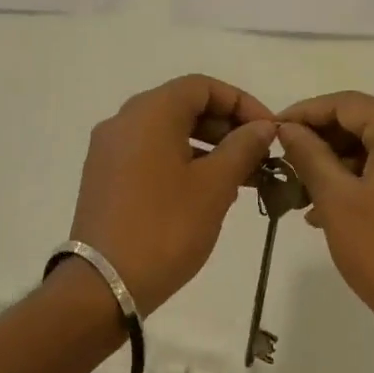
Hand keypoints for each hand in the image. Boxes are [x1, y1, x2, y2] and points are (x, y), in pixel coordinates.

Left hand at [69, 75, 275, 315]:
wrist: (105, 285)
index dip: (242, 103)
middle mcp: (123, 122)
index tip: (269, 131)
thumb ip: (242, 148)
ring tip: (242, 178)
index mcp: (149, 113)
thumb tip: (262, 127)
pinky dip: (182, 162)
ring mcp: (109, 151)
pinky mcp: (104, 179)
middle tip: (260, 156)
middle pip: (183, 107)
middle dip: (226, 127)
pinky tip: (208, 192)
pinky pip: (150, 155)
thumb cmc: (166, 228)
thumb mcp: (214, 186)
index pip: (202, 87)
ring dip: (208, 147)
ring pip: (167, 133)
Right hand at [276, 93, 373, 350]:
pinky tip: (329, 210)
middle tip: (283, 164)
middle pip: (364, 124)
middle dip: (321, 143)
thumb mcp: (336, 199)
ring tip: (300, 194)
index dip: (305, 113)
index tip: (272, 131)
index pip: (347, 104)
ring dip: (337, 166)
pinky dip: (361, 182)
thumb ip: (309, 155)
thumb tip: (288, 128)